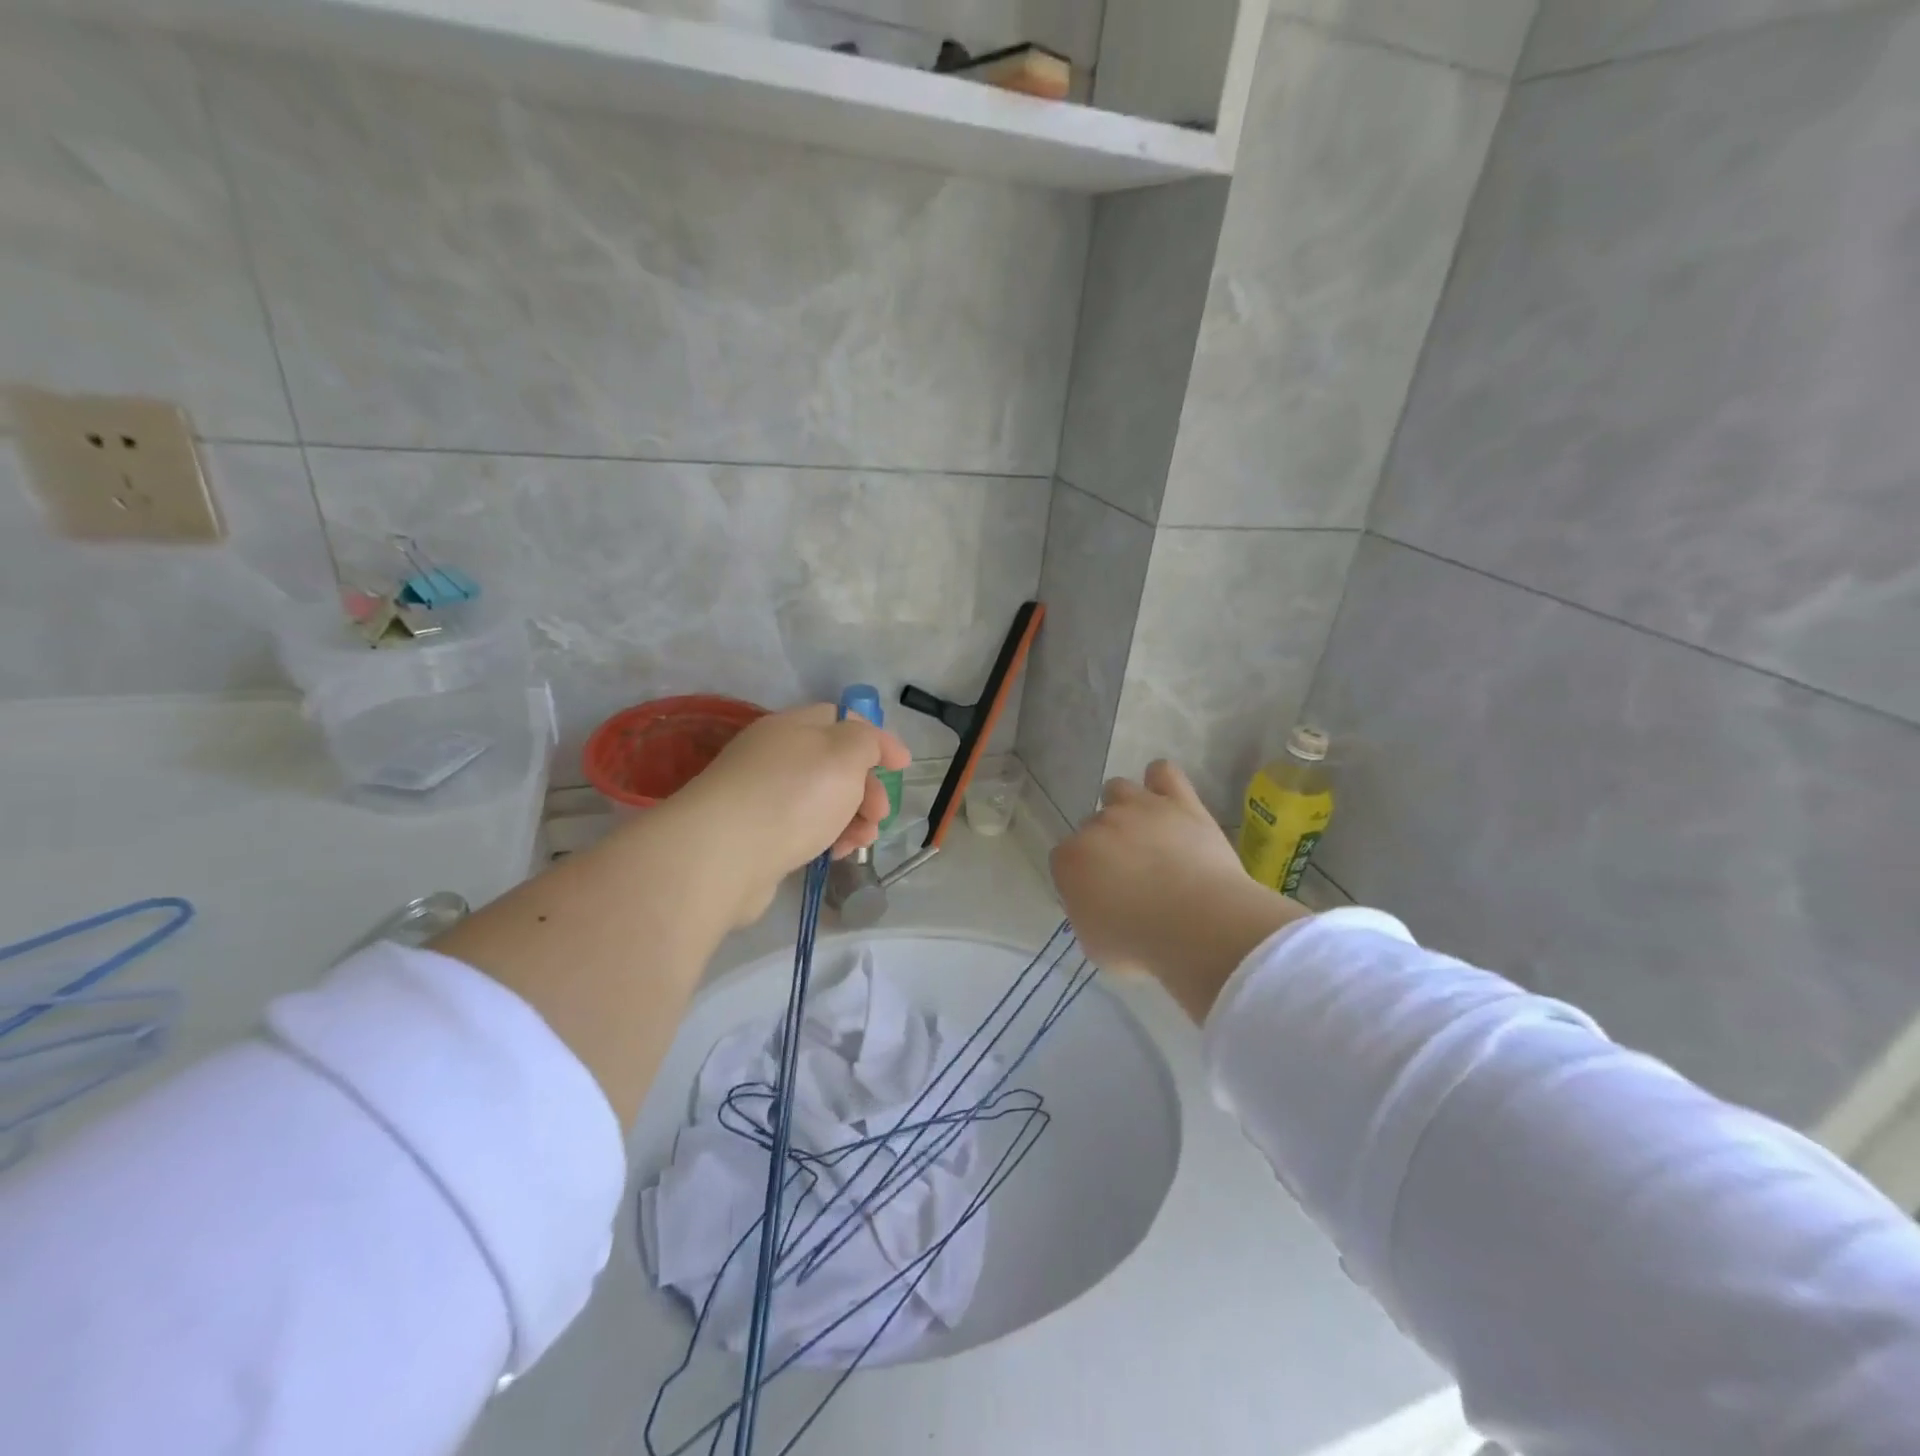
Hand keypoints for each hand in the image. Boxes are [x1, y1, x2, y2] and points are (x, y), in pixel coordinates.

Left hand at [670, 703, 911, 925]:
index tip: (902, 767)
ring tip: (863, 842)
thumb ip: (866, 741)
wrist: (724, 855)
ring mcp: (761, 797)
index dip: (877, 739)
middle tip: (880, 813)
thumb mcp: (844, 753)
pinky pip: (802, 828)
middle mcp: (774, 756)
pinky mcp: (755, 836)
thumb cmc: (794, 795)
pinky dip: (826, 838)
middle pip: (834, 764)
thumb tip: (870, 746)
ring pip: (821, 800)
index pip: (842, 720)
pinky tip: (835, 855)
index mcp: (792, 727)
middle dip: (867, 788)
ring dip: (852, 818)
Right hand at [1051, 761, 1308, 1021]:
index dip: (1083, 877)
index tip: (1101, 897)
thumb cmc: (1140, 946)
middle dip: (1106, 845)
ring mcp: (1138, 807)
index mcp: (1070, 860)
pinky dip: (1161, 782)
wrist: (1197, 926)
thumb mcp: (1096, 946)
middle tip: (1130, 873)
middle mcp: (1097, 824)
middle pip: (1092, 825)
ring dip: (1125, 807)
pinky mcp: (1179, 801)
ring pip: (1118, 789)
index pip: (1065, 860)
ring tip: (1146, 833)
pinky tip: (1168, 800)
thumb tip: (1099, 905)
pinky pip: (1162, 772)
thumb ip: (1088, 916)